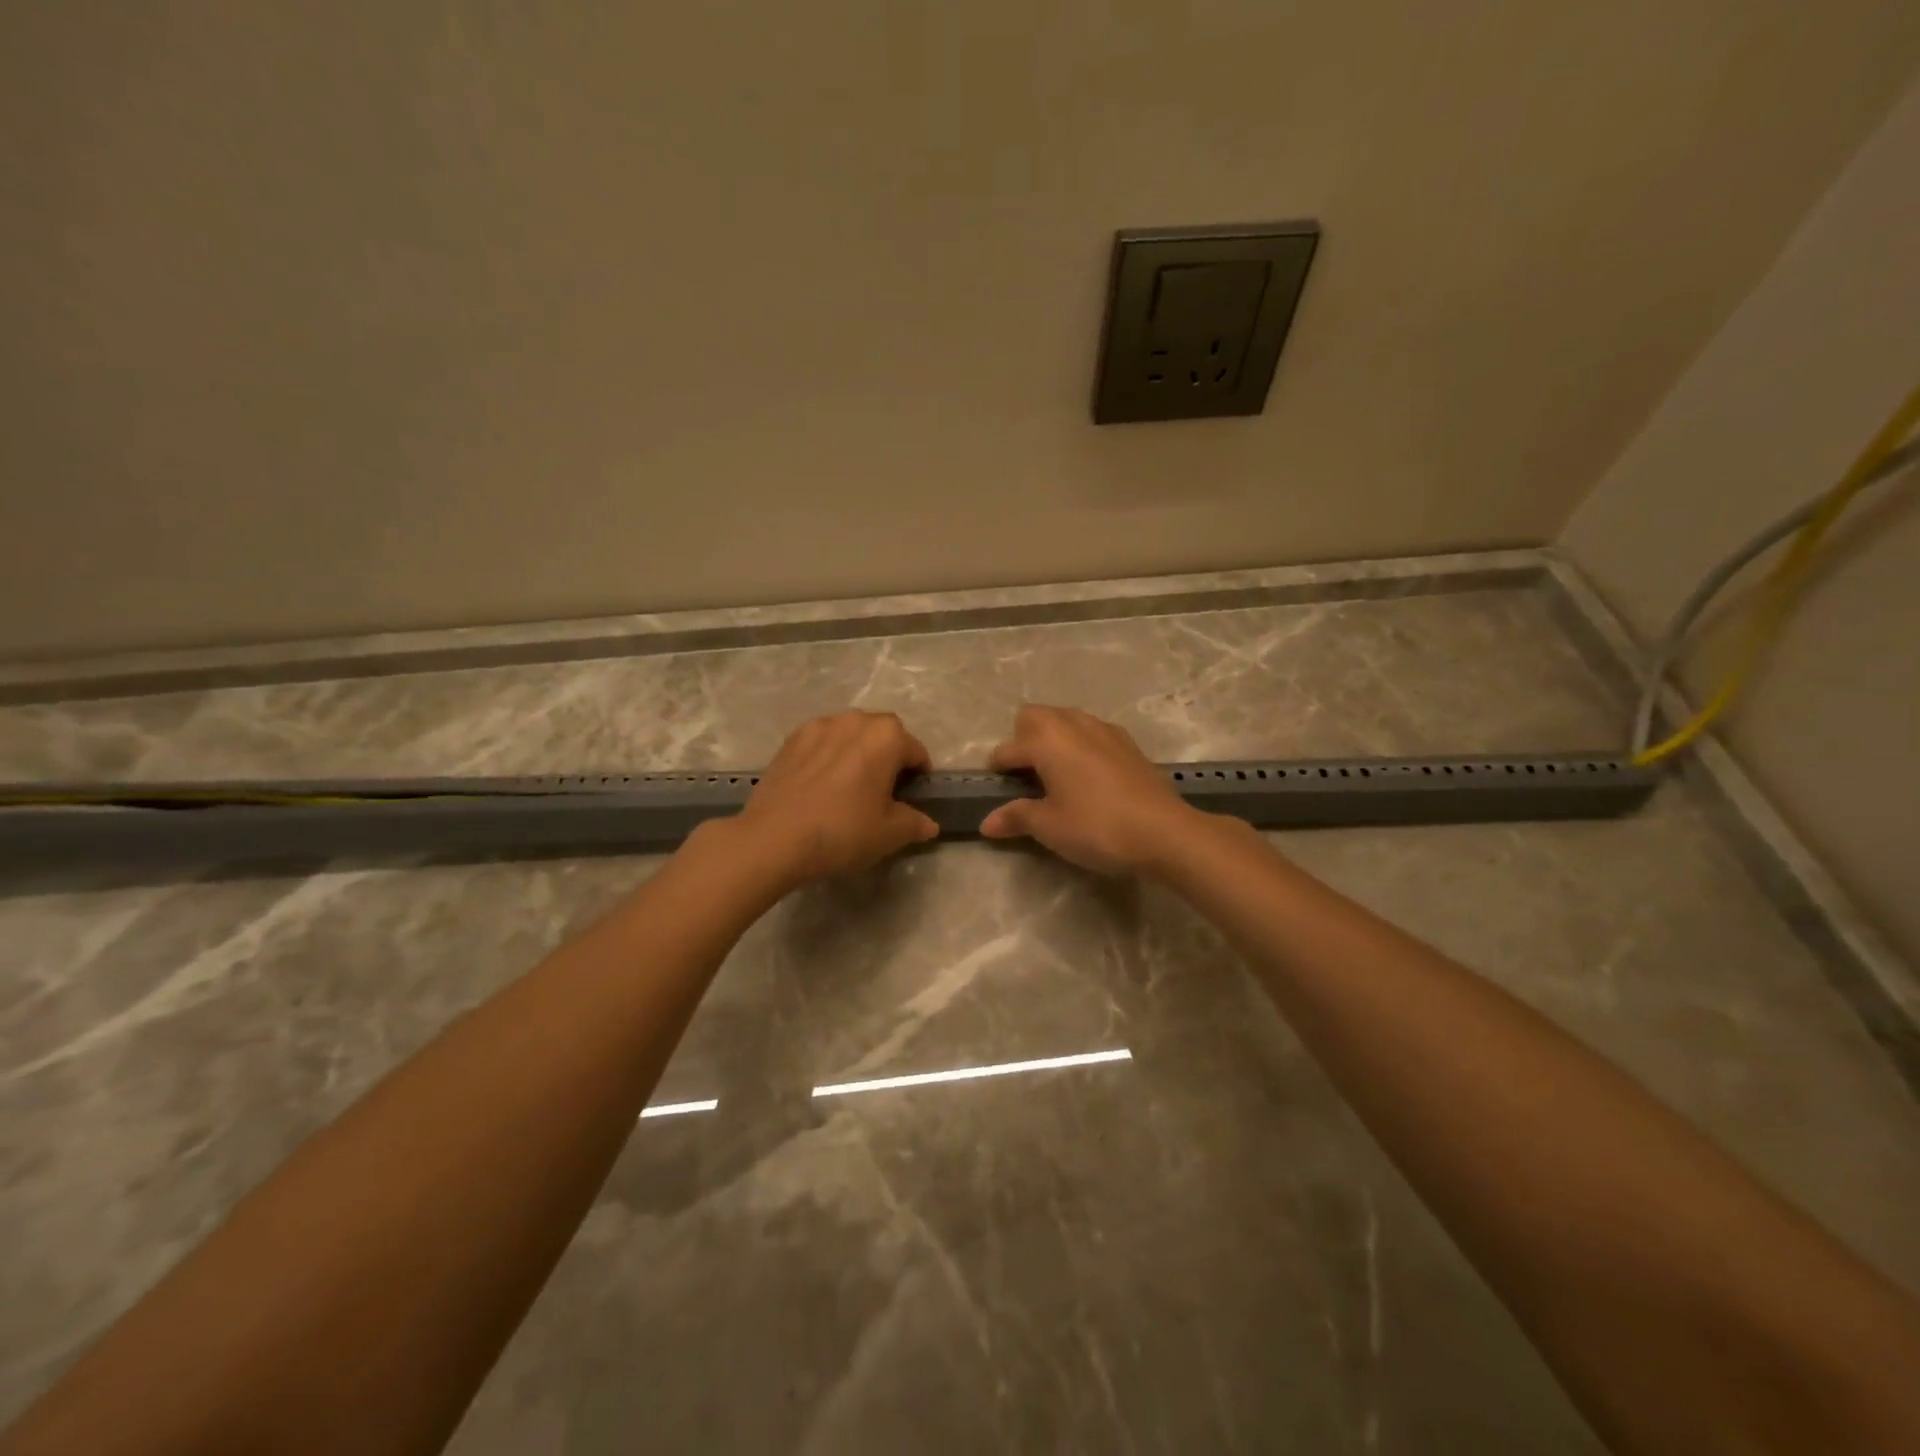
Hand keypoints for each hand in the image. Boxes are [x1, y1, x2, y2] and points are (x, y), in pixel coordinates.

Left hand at [729, 711, 938, 889]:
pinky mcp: (790, 740)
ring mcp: (818, 726)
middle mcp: (855, 720)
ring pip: (849, 734)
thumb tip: (929, 824)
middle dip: (889, 756)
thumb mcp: (890, 834)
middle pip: (883, 734)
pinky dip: (828, 756)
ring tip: (850, 784)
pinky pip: (821, 742)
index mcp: (887, 736)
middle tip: (884, 790)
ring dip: (857, 751)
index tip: (913, 797)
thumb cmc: (844, 831)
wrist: (774, 838)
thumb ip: (915, 823)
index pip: (915, 751)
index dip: (919, 774)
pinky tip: (820, 785)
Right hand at [979, 705, 1200, 875]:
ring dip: (1053, 738)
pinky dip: (1080, 745)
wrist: (1164, 832)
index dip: (997, 770)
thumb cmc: (1097, 827)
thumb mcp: (1049, 827)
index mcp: (1047, 741)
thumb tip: (987, 823)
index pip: (1008, 749)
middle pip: (1035, 716)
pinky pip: (1092, 732)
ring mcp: (1104, 730)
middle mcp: (1073, 724)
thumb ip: (1016, 817)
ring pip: (1066, 719)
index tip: (995, 791)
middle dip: (1023, 738)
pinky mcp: (1128, 743)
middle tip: (1026, 776)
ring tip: (1056, 775)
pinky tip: (1088, 777)